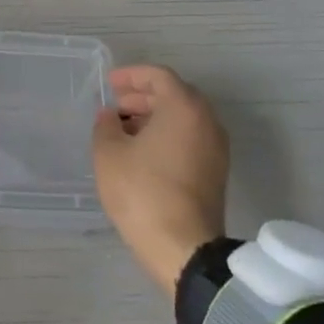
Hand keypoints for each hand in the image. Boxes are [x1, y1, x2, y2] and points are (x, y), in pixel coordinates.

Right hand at [92, 65, 229, 298]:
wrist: (183, 247)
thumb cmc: (142, 191)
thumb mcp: (108, 153)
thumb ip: (106, 125)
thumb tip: (110, 117)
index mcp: (184, 107)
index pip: (159, 76)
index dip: (132, 75)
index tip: (110, 84)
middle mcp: (207, 121)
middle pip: (175, 95)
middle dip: (143, 97)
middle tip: (116, 106)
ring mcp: (217, 148)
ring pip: (184, 118)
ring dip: (155, 117)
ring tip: (125, 130)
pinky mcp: (216, 172)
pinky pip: (191, 138)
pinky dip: (168, 135)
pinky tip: (143, 152)